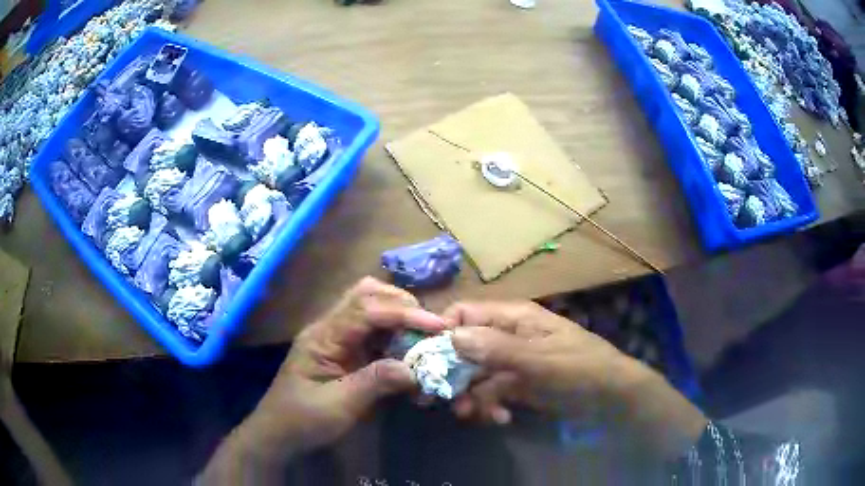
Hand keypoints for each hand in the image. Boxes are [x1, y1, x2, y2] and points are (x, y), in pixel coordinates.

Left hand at [198, 277, 445, 483]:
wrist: (278, 434)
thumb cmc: (303, 420)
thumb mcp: (339, 406)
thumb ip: (375, 383)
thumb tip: (414, 368)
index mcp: (323, 336)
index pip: (366, 310)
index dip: (403, 314)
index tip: (437, 325)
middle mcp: (329, 328)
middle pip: (366, 295)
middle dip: (401, 305)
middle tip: (430, 327)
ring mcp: (336, 338)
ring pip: (370, 309)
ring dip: (399, 317)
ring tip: (424, 336)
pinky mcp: (344, 352)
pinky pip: (372, 332)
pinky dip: (394, 335)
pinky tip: (408, 351)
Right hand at [446, 301, 705, 459]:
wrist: (610, 397)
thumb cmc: (580, 368)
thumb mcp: (541, 360)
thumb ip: (499, 349)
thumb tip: (452, 336)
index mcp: (512, 317)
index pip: (463, 315)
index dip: (441, 333)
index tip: (425, 362)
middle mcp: (505, 336)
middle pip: (462, 348)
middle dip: (450, 374)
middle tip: (435, 400)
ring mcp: (509, 362)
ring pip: (473, 375)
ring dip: (469, 396)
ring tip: (473, 415)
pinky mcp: (515, 385)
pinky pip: (489, 393)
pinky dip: (487, 406)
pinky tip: (498, 419)